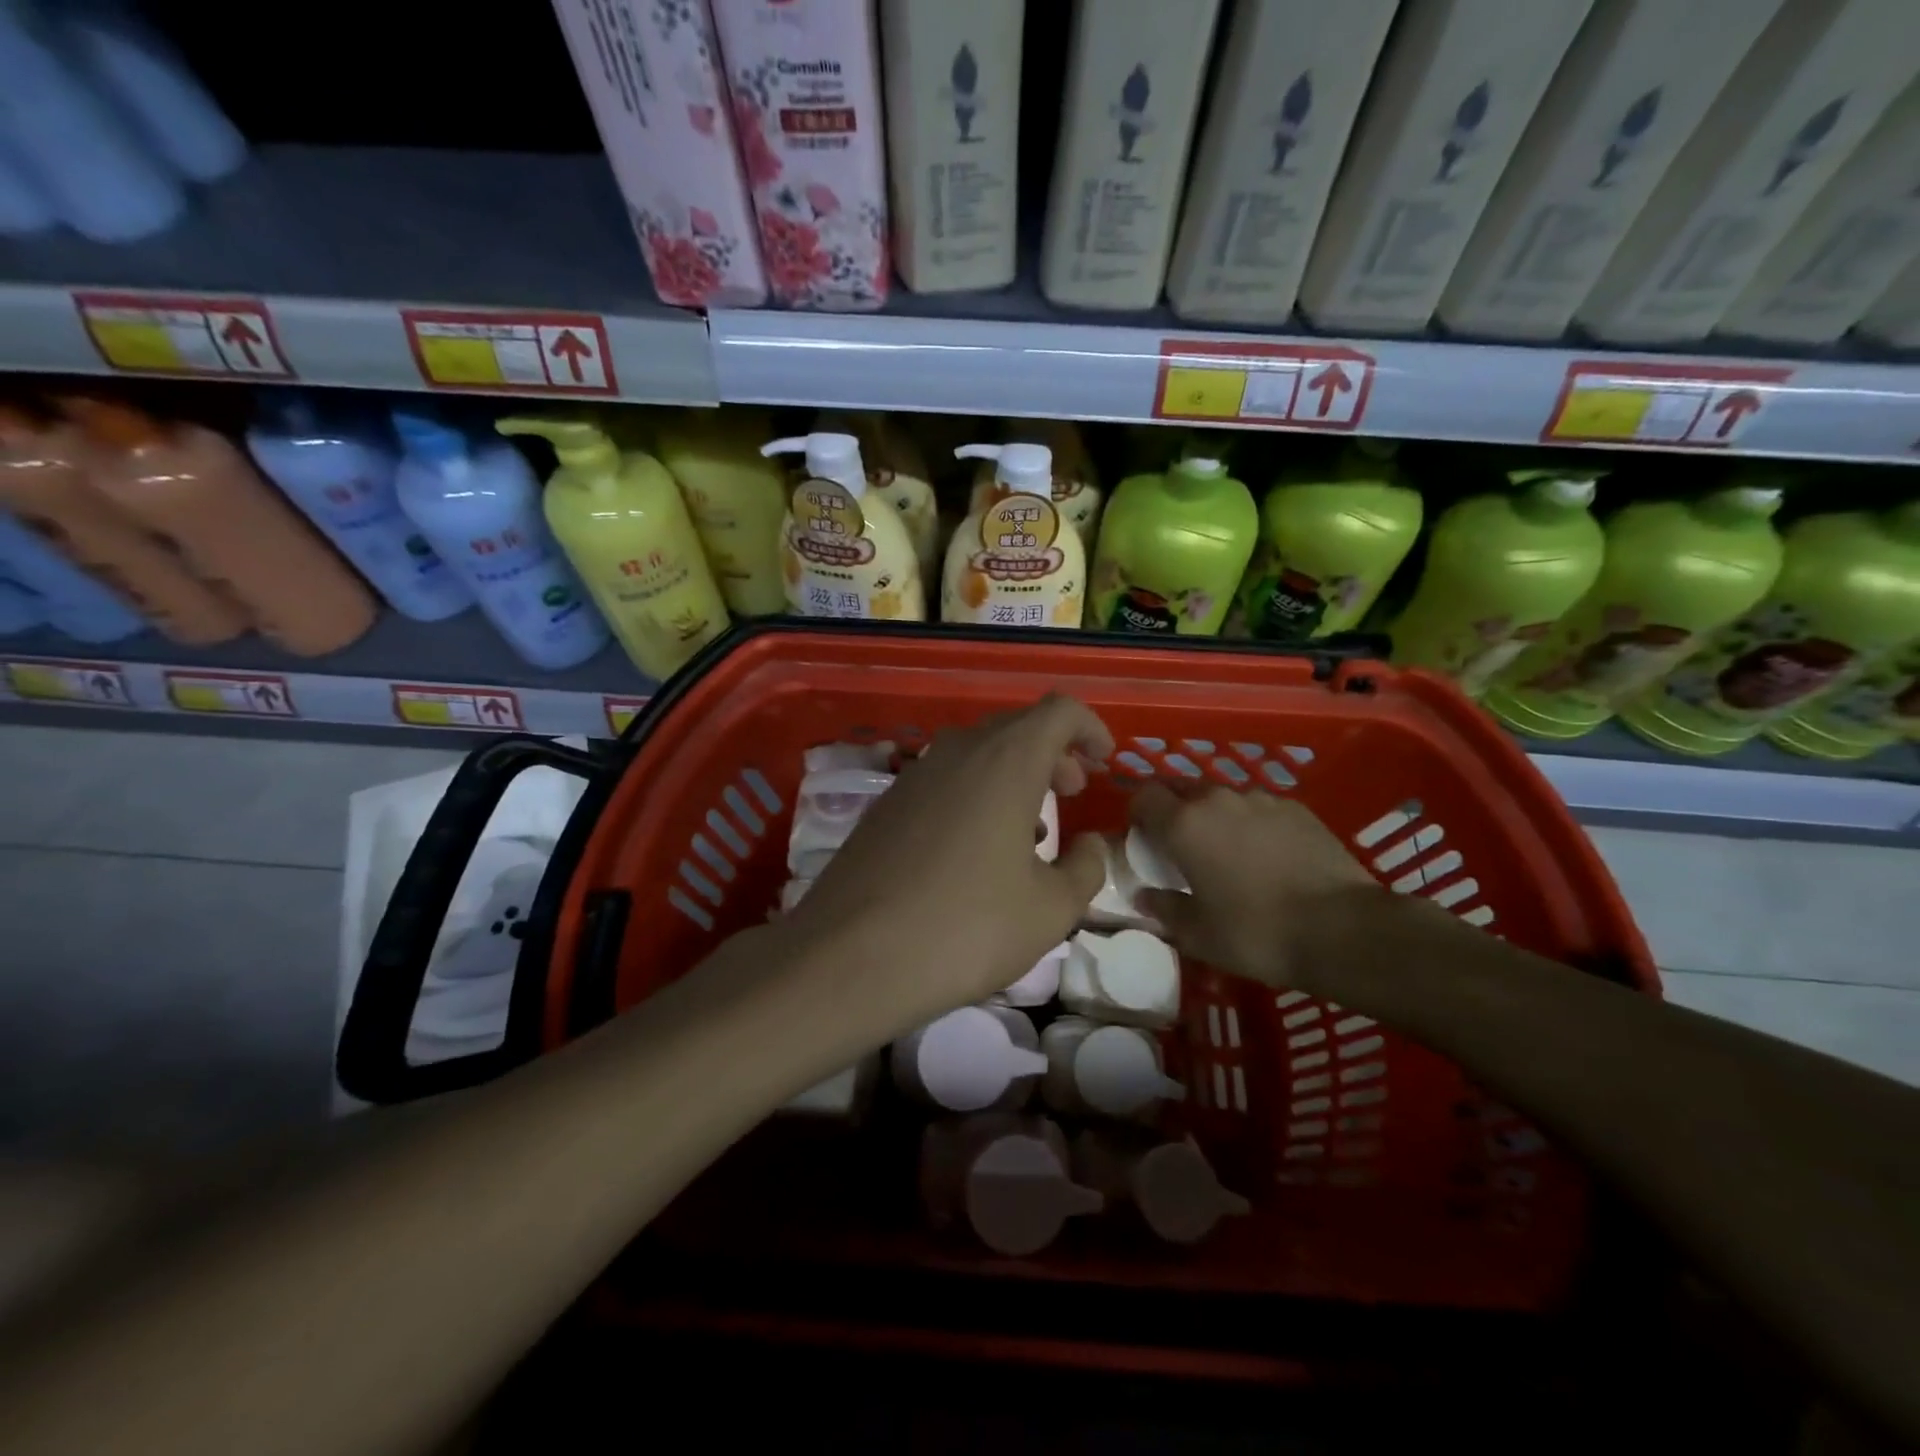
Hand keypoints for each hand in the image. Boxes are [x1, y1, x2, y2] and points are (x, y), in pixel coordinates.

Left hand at [783, 695, 1113, 1037]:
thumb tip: (1088, 844)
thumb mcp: (1050, 909)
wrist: (850, 956)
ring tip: (1029, 830)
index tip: (1104, 761)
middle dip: (1052, 753)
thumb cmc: (967, 927)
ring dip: (1012, 776)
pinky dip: (974, 795)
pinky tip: (975, 851)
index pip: (1059, 710)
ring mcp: (913, 775)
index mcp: (1006, 760)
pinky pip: (944, 781)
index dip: (1089, 728)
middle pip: (1016, 728)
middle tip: (1071, 792)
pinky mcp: (884, 805)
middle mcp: (957, 752)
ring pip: (976, 754)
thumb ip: (1085, 868)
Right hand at [1128, 781, 1382, 992]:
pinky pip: (1260, 809)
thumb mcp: (1198, 934)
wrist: (1344, 929)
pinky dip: (1253, 826)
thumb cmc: (1256, 933)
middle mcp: (1219, 800)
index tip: (1143, 839)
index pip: (1144, 796)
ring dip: (1215, 819)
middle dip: (1175, 812)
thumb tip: (1144, 896)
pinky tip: (1268, 858)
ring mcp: (1262, 800)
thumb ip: (1164, 908)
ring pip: (1223, 799)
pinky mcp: (1298, 809)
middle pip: (1182, 790)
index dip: (1138, 814)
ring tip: (1229, 855)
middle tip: (1182, 848)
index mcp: (1184, 824)